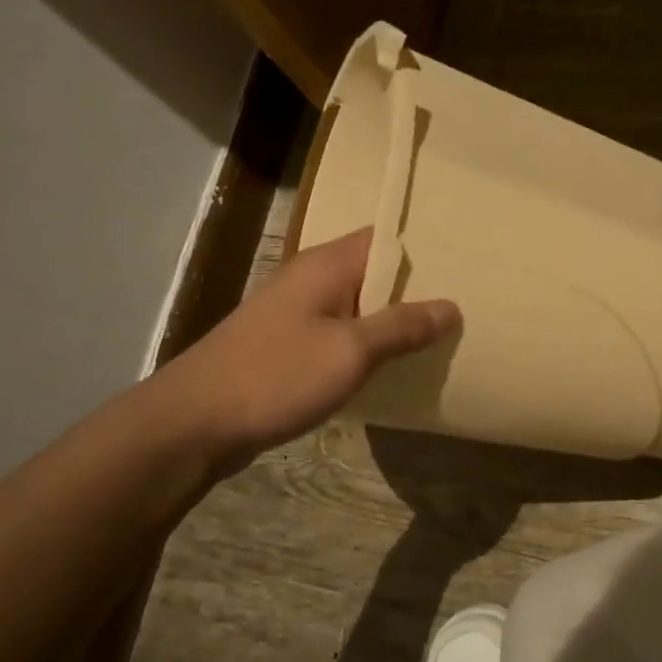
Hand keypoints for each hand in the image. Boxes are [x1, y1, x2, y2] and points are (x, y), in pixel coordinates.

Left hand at [158, 228, 459, 457]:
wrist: (194, 423)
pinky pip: (342, 334)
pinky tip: (396, 365)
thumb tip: (452, 307)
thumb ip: (402, 327)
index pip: (385, 237)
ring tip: (442, 335)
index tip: (466, 264)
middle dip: (417, 289)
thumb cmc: (276, 375)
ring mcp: (298, 314)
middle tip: (466, 305)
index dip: (425, 248)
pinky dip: (369, 344)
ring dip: (394, 321)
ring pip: (360, 306)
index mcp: (327, 265)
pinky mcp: (290, 346)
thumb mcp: (351, 351)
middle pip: (375, 272)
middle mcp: (312, 279)